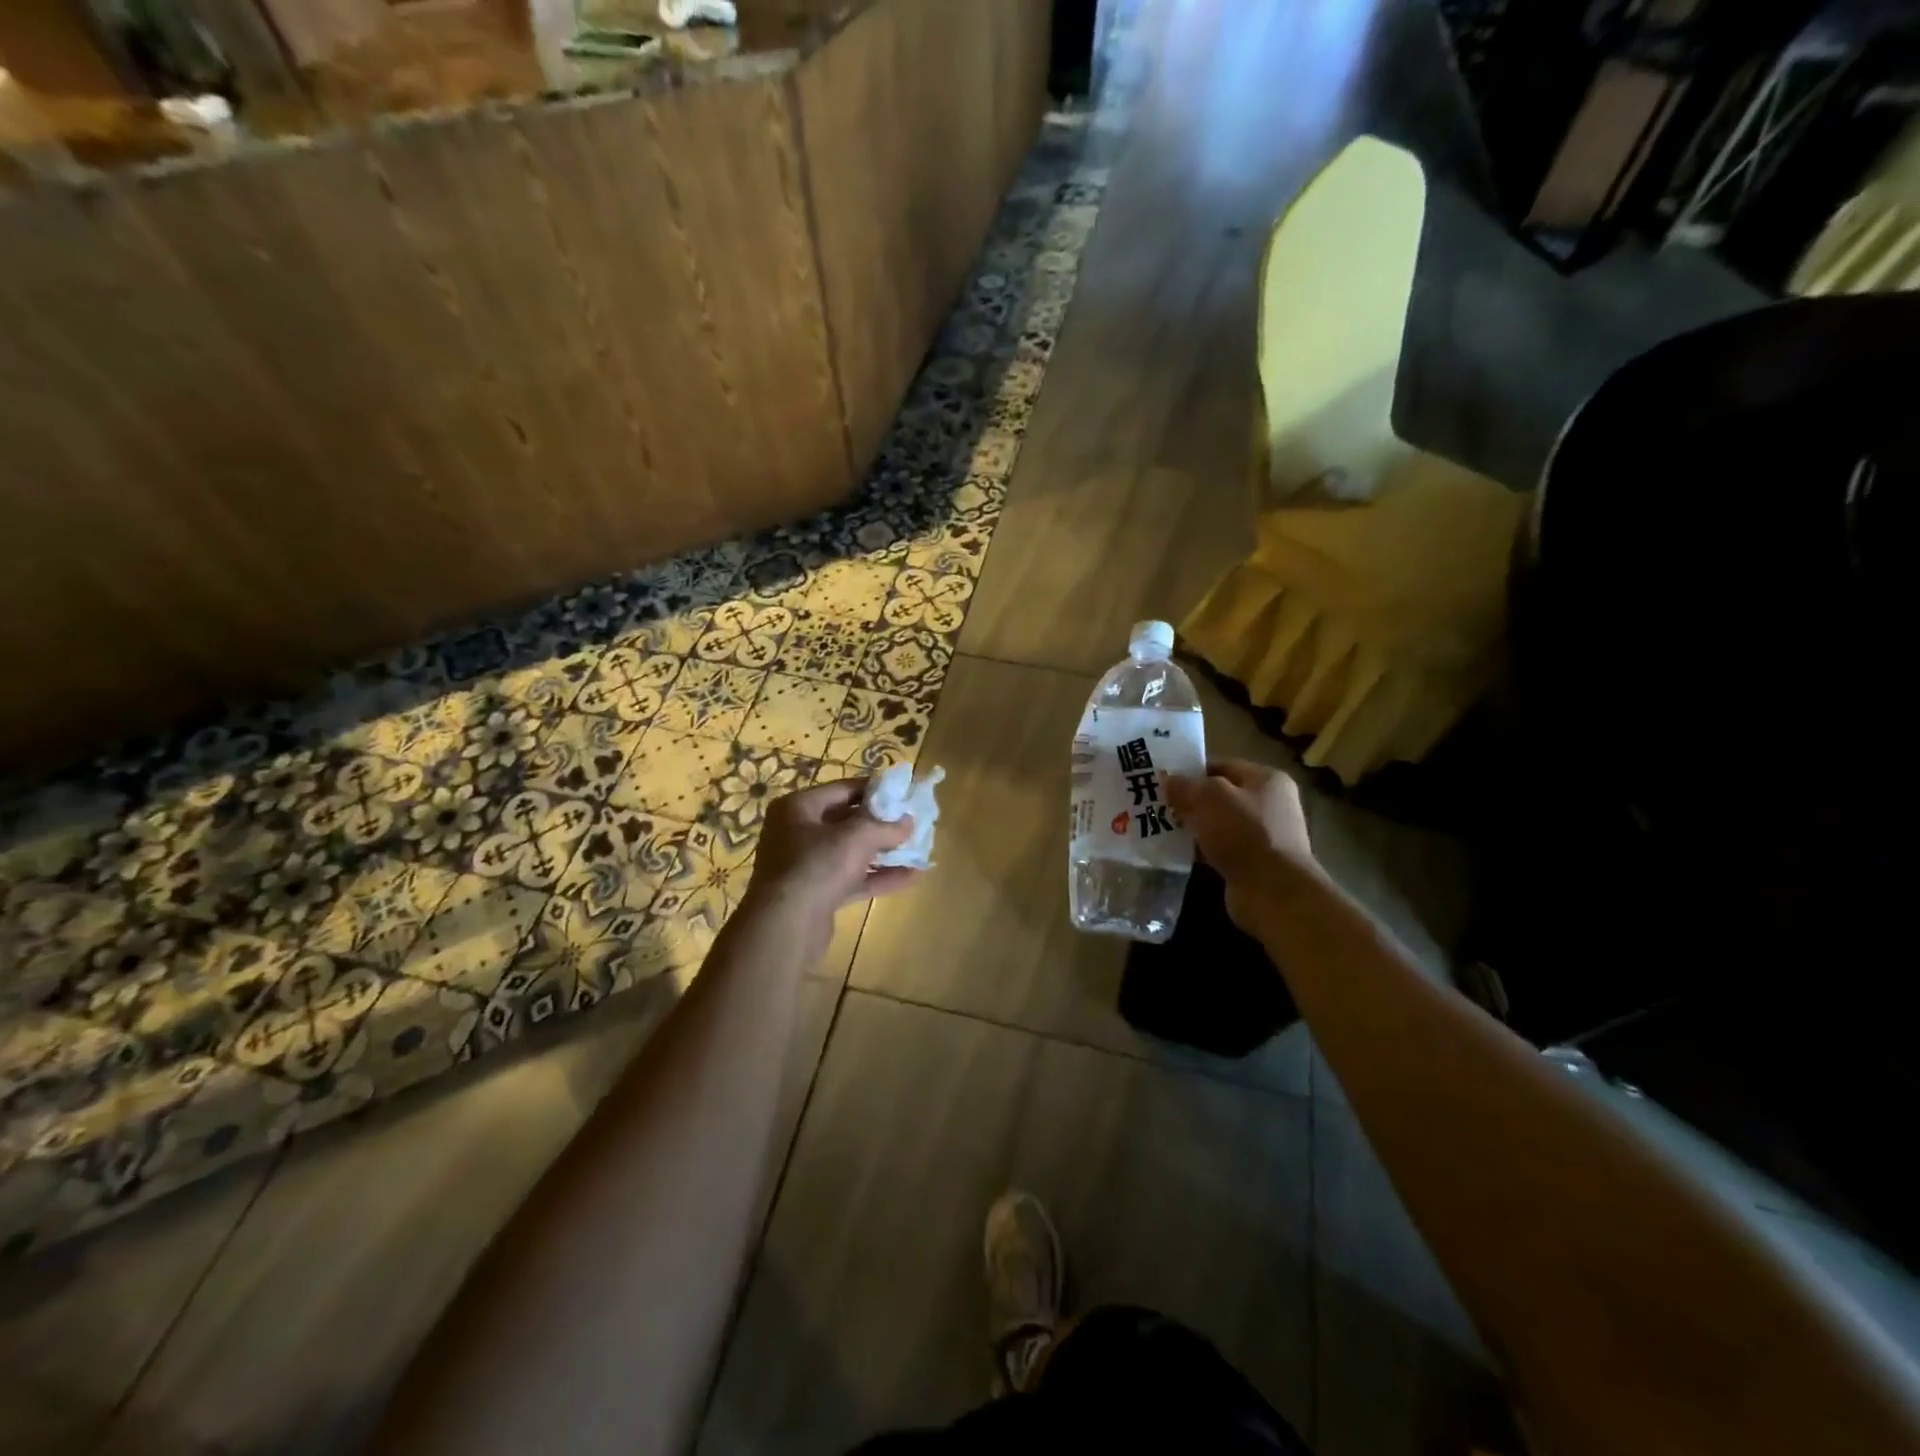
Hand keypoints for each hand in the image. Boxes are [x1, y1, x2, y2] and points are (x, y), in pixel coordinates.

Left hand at [738, 779, 918, 946]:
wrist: (786, 926)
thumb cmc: (817, 865)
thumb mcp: (857, 836)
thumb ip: (886, 826)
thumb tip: (909, 821)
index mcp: (798, 807)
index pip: (844, 789)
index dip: (876, 789)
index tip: (904, 792)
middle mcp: (797, 832)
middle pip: (847, 821)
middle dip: (882, 823)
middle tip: (913, 822)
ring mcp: (805, 865)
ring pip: (851, 852)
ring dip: (884, 852)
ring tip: (918, 849)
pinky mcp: (816, 894)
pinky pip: (851, 879)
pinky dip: (878, 876)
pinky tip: (911, 877)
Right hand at [1166, 760, 1313, 929]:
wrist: (1272, 891)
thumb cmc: (1243, 832)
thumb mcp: (1208, 797)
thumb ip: (1185, 785)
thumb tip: (1167, 779)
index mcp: (1266, 779)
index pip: (1222, 766)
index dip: (1191, 770)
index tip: (1163, 779)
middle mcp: (1269, 804)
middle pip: (1219, 796)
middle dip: (1188, 800)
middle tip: (1157, 804)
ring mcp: (1262, 836)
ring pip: (1217, 824)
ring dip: (1192, 827)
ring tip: (1159, 828)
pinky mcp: (1252, 863)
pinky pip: (1218, 848)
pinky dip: (1199, 850)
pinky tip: (1175, 852)